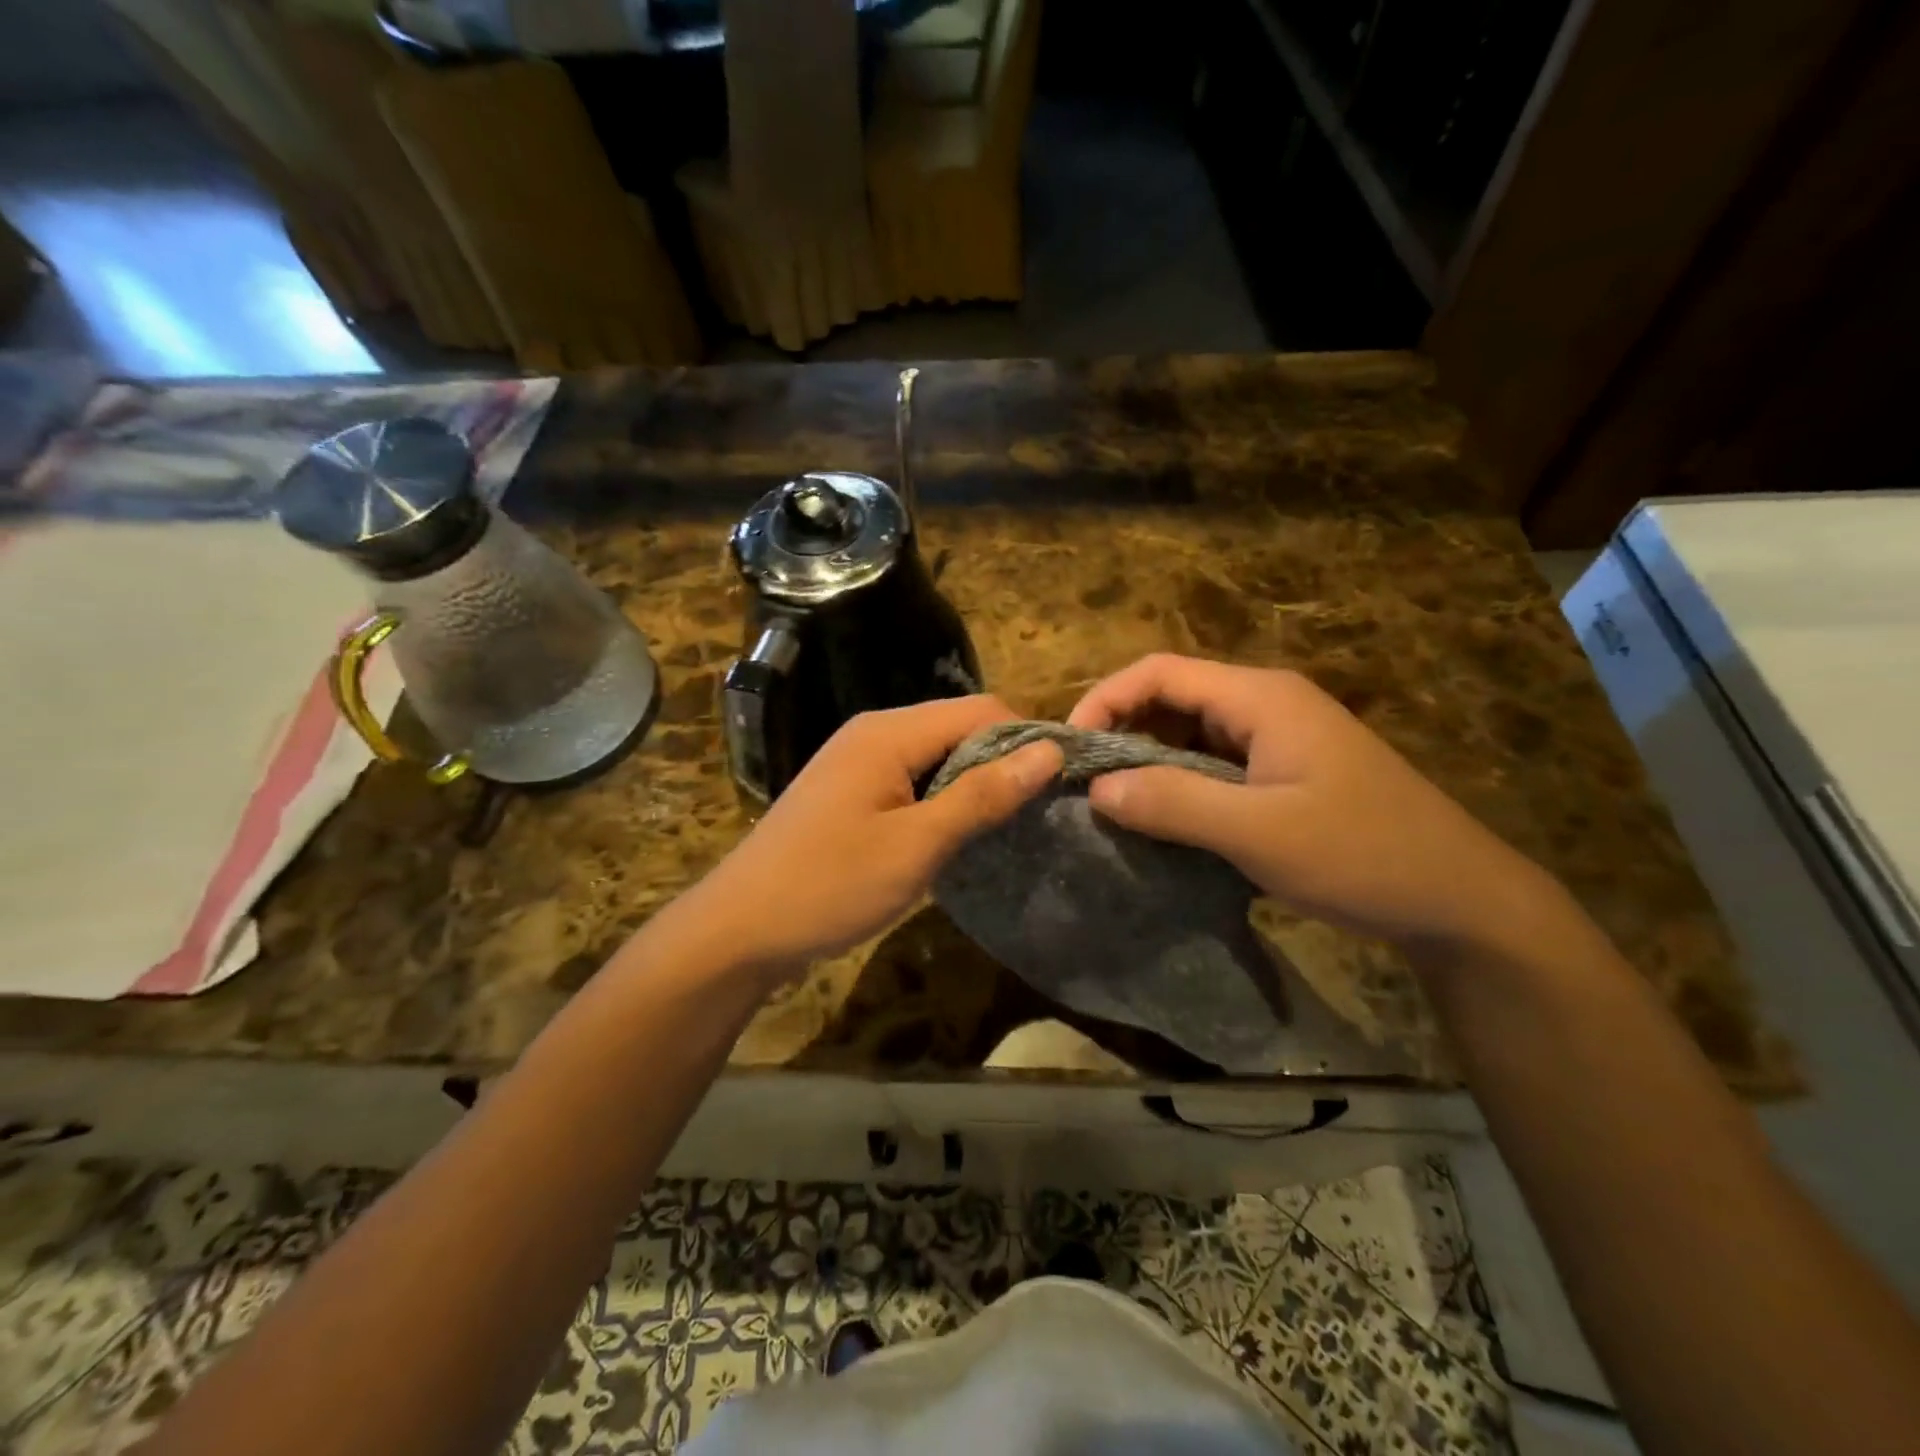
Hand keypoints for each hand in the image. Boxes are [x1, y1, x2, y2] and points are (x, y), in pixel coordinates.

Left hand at [667, 697, 1062, 976]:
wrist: (739, 929)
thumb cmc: (829, 886)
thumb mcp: (916, 845)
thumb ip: (982, 795)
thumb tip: (1049, 752)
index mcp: (888, 732)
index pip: (981, 710)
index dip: (1026, 740)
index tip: (1059, 785)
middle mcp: (874, 732)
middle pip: (959, 727)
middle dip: (1002, 762)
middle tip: (1037, 812)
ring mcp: (858, 761)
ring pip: (938, 755)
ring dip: (973, 783)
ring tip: (1006, 826)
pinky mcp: (851, 791)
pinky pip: (913, 778)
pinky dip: (943, 798)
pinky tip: (957, 833)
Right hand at [1069, 655, 1557, 952]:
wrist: (1460, 901)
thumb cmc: (1362, 855)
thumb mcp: (1260, 832)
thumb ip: (1173, 803)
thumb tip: (1096, 787)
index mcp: (1261, 698)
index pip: (1160, 672)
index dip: (1105, 699)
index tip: (1069, 749)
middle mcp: (1266, 704)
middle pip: (1172, 697)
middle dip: (1121, 731)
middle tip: (1082, 781)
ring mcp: (1278, 739)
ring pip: (1189, 733)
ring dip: (1147, 761)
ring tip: (1111, 802)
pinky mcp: (1284, 772)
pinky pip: (1212, 764)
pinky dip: (1177, 783)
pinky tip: (1160, 819)